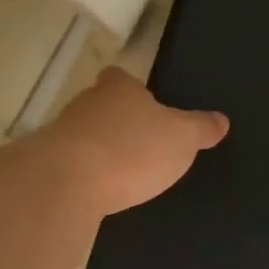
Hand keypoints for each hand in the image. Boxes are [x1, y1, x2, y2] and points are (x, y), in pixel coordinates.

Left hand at [41, 68, 227, 215]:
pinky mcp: (47, 163)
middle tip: (139, 143)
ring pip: (84, 134)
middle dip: (117, 121)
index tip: (144, 105)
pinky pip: (71, 164)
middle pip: (101, 104)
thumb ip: (200, 128)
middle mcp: (86, 102)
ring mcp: (61, 132)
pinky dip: (83, 174)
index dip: (132, 89)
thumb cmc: (132, 150)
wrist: (68, 182)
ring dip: (98, 149)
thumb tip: (221, 120)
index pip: (121, 77)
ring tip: (120, 172)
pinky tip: (97, 191)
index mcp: (119, 88)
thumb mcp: (182, 139)